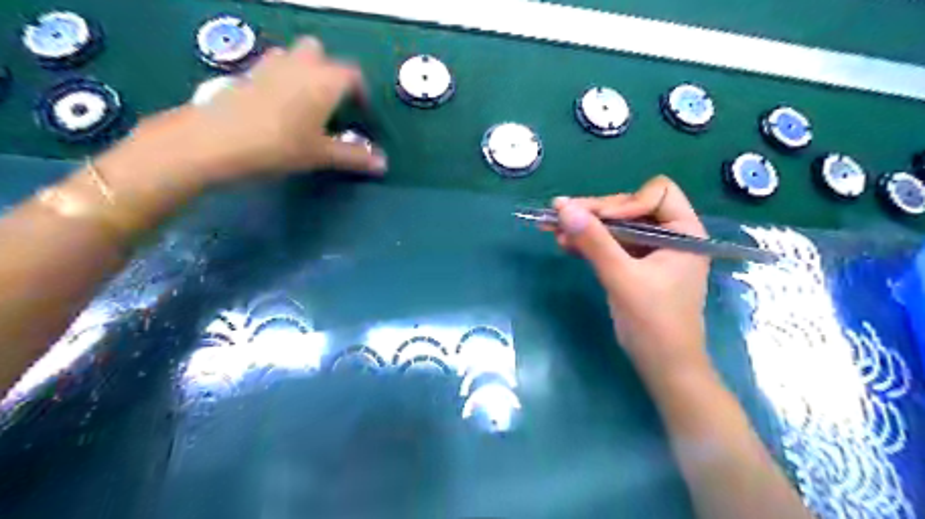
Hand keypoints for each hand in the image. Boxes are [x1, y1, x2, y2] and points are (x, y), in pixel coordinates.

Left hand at [116, 36, 387, 188]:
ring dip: (304, 70)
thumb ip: (354, 157)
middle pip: (320, 54)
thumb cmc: (280, 145)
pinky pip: (271, 66)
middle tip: (333, 102)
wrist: (217, 140)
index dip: (360, 92)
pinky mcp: (246, 74)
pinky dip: (281, 77)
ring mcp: (270, 66)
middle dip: (330, 72)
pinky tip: (278, 105)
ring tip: (306, 102)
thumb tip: (383, 165)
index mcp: (325, 81)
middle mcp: (300, 65)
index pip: (352, 75)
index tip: (361, 113)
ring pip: (293, 55)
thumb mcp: (322, 155)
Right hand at [552, 176, 708, 378]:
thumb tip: (563, 207)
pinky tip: (565, 242)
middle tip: (559, 214)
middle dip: (595, 212)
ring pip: (616, 226)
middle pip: (630, 207)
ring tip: (553, 228)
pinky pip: (611, 244)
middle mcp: (671, 235)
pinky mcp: (636, 265)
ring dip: (586, 227)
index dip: (625, 202)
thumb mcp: (622, 278)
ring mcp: (652, 251)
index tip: (598, 220)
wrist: (663, 367)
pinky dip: (589, 242)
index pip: (657, 194)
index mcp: (684, 232)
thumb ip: (594, 242)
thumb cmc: (654, 323)